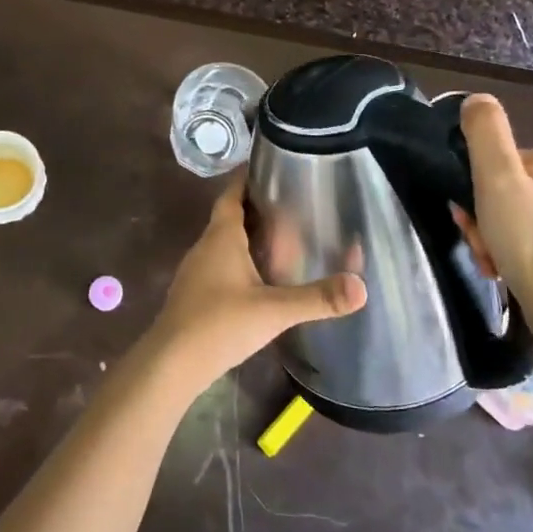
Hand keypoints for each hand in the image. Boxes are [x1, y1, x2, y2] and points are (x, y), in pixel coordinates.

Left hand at [146, 180, 365, 394]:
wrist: (171, 364)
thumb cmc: (219, 324)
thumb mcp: (274, 311)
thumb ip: (317, 298)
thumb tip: (361, 287)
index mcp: (221, 237)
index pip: (232, 194)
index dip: (247, 178)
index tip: (270, 168)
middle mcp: (205, 246)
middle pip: (229, 216)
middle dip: (255, 207)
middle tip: (290, 204)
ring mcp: (195, 271)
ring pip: (223, 242)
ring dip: (246, 235)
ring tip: (280, 237)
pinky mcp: (194, 294)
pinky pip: (219, 264)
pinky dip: (238, 260)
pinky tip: (258, 276)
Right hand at [453, 94, 532, 350]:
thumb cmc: (530, 241)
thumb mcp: (496, 178)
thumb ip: (485, 132)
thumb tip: (477, 99)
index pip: (501, 164)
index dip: (476, 190)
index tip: (469, 218)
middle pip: (511, 193)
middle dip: (487, 219)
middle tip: (481, 247)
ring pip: (523, 220)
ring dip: (498, 240)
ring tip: (494, 265)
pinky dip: (520, 256)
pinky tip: (512, 275)